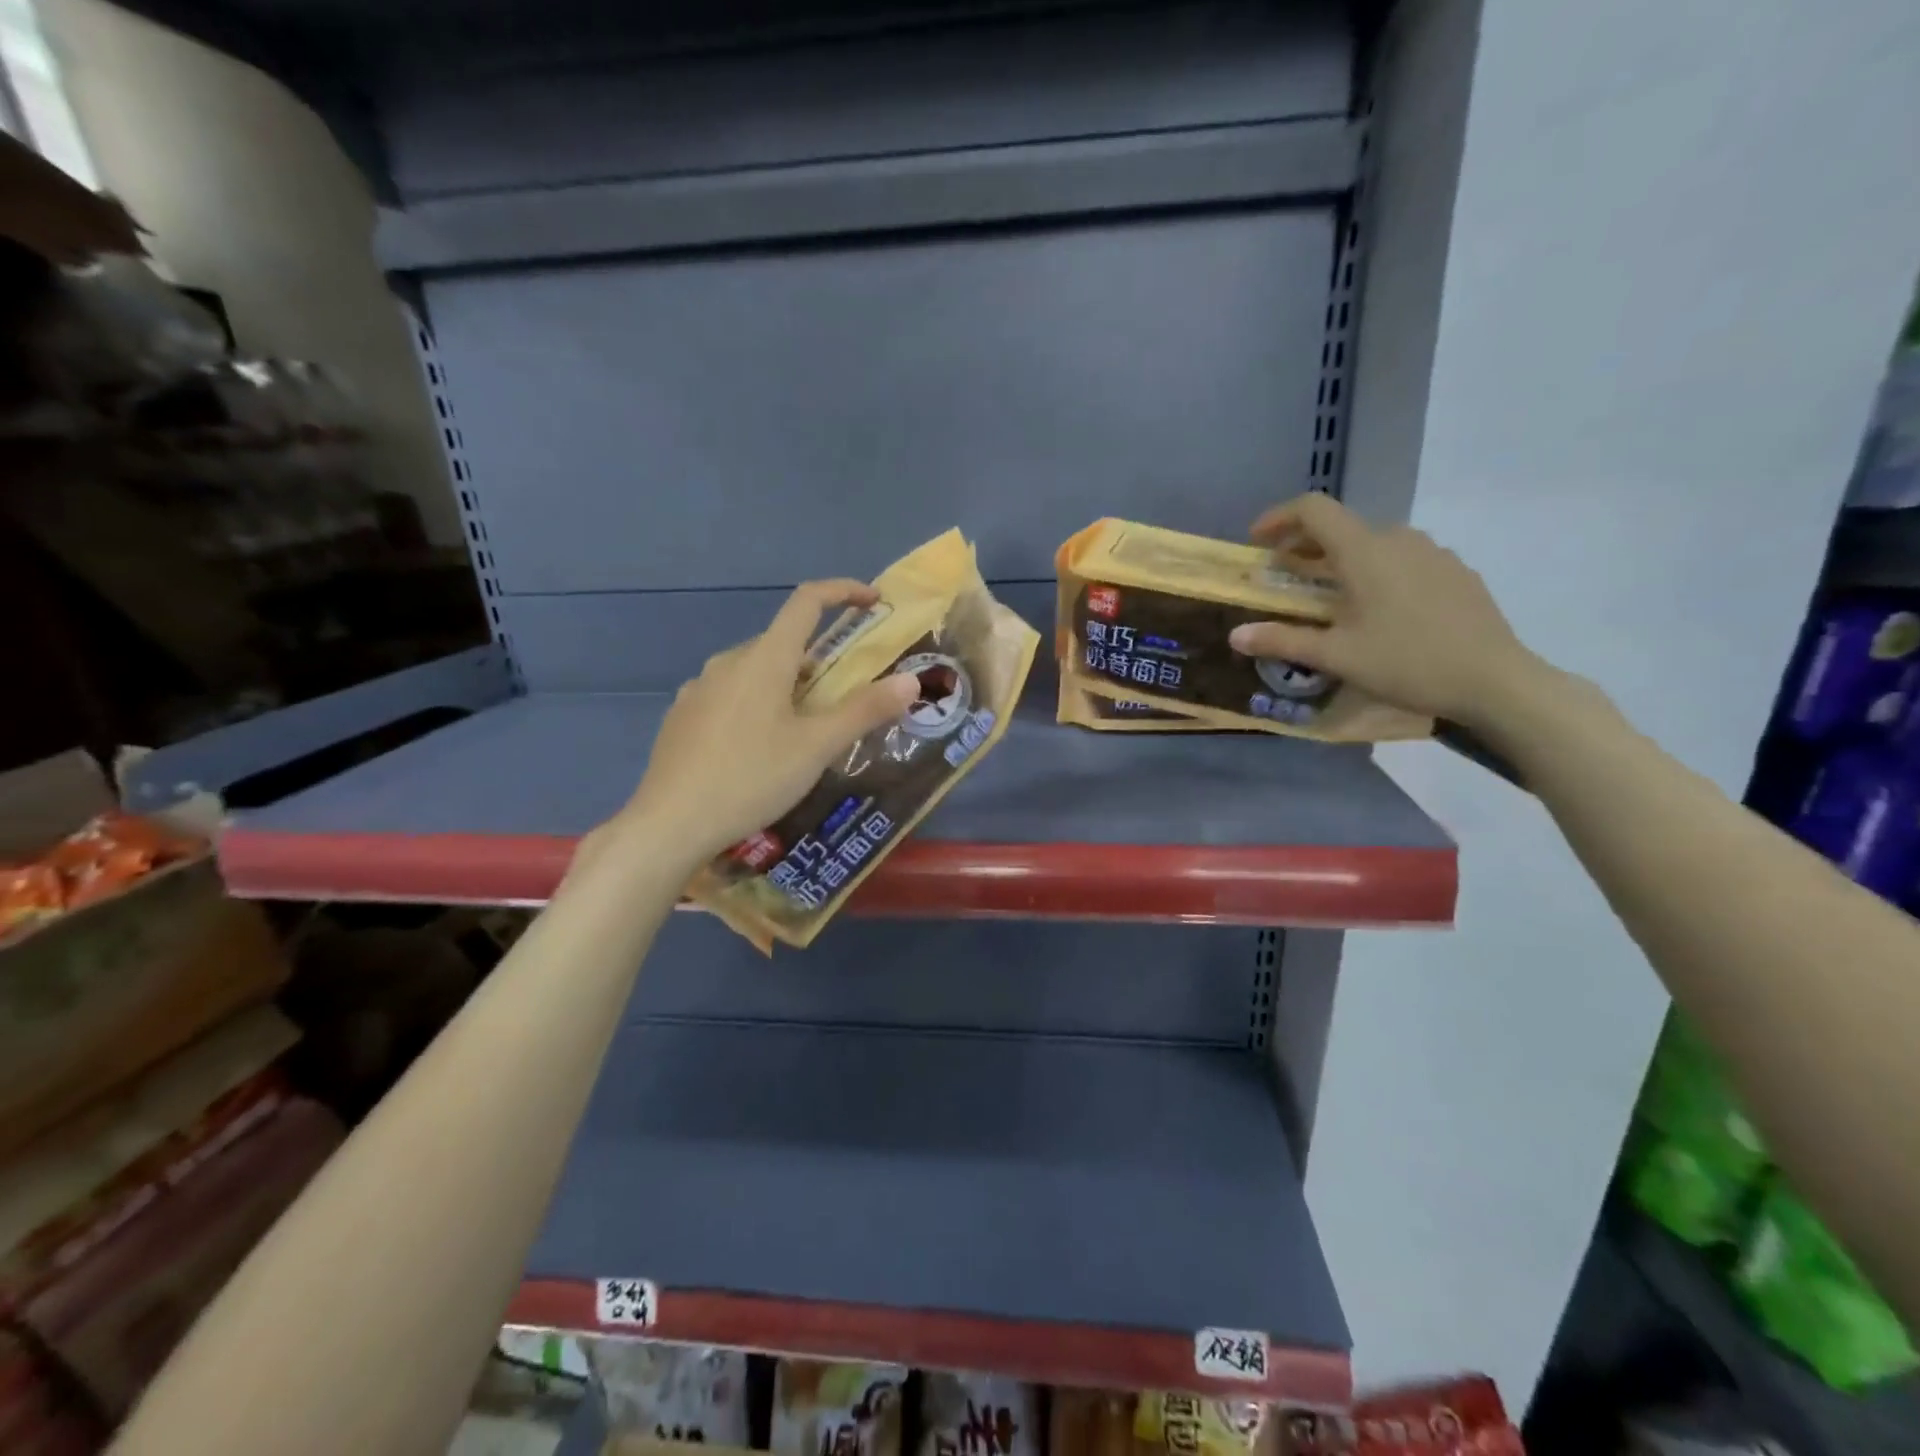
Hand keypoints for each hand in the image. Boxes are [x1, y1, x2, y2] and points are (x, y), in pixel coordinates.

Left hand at [614, 581, 919, 864]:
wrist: (670, 824)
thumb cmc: (751, 779)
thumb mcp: (817, 747)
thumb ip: (865, 710)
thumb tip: (912, 681)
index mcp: (765, 659)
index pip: (807, 602)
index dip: (843, 592)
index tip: (872, 601)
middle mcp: (728, 661)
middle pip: (783, 642)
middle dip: (819, 660)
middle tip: (844, 698)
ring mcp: (699, 688)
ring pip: (755, 671)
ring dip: (787, 684)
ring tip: (804, 730)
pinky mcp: (682, 715)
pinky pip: (730, 694)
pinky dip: (756, 703)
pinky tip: (758, 747)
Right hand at [1227, 493, 1539, 726]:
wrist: (1495, 681)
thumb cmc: (1406, 662)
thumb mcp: (1335, 656)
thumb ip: (1282, 640)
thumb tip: (1235, 635)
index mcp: (1364, 550)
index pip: (1313, 509)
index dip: (1279, 518)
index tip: (1257, 542)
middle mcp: (1398, 539)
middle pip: (1341, 527)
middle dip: (1305, 546)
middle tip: (1284, 575)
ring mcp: (1433, 553)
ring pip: (1374, 543)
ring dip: (1341, 560)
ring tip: (1329, 594)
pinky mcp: (1456, 572)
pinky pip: (1403, 559)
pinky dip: (1375, 571)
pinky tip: (1378, 610)